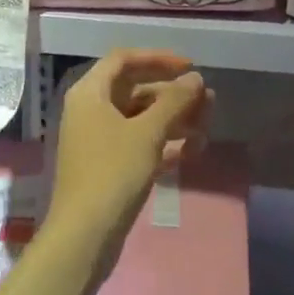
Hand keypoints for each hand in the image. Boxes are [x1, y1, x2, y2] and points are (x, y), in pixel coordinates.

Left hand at [46, 50, 209, 277]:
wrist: (84, 236)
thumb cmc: (113, 173)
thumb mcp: (148, 133)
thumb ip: (174, 102)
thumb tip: (195, 78)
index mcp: (90, 93)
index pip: (124, 60)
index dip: (158, 59)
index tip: (190, 67)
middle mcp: (90, 110)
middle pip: (135, 89)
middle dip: (172, 94)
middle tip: (208, 101)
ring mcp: (98, 140)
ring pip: (140, 118)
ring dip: (173, 119)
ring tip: (207, 128)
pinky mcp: (108, 166)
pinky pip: (138, 143)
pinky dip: (163, 143)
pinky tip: (193, 151)